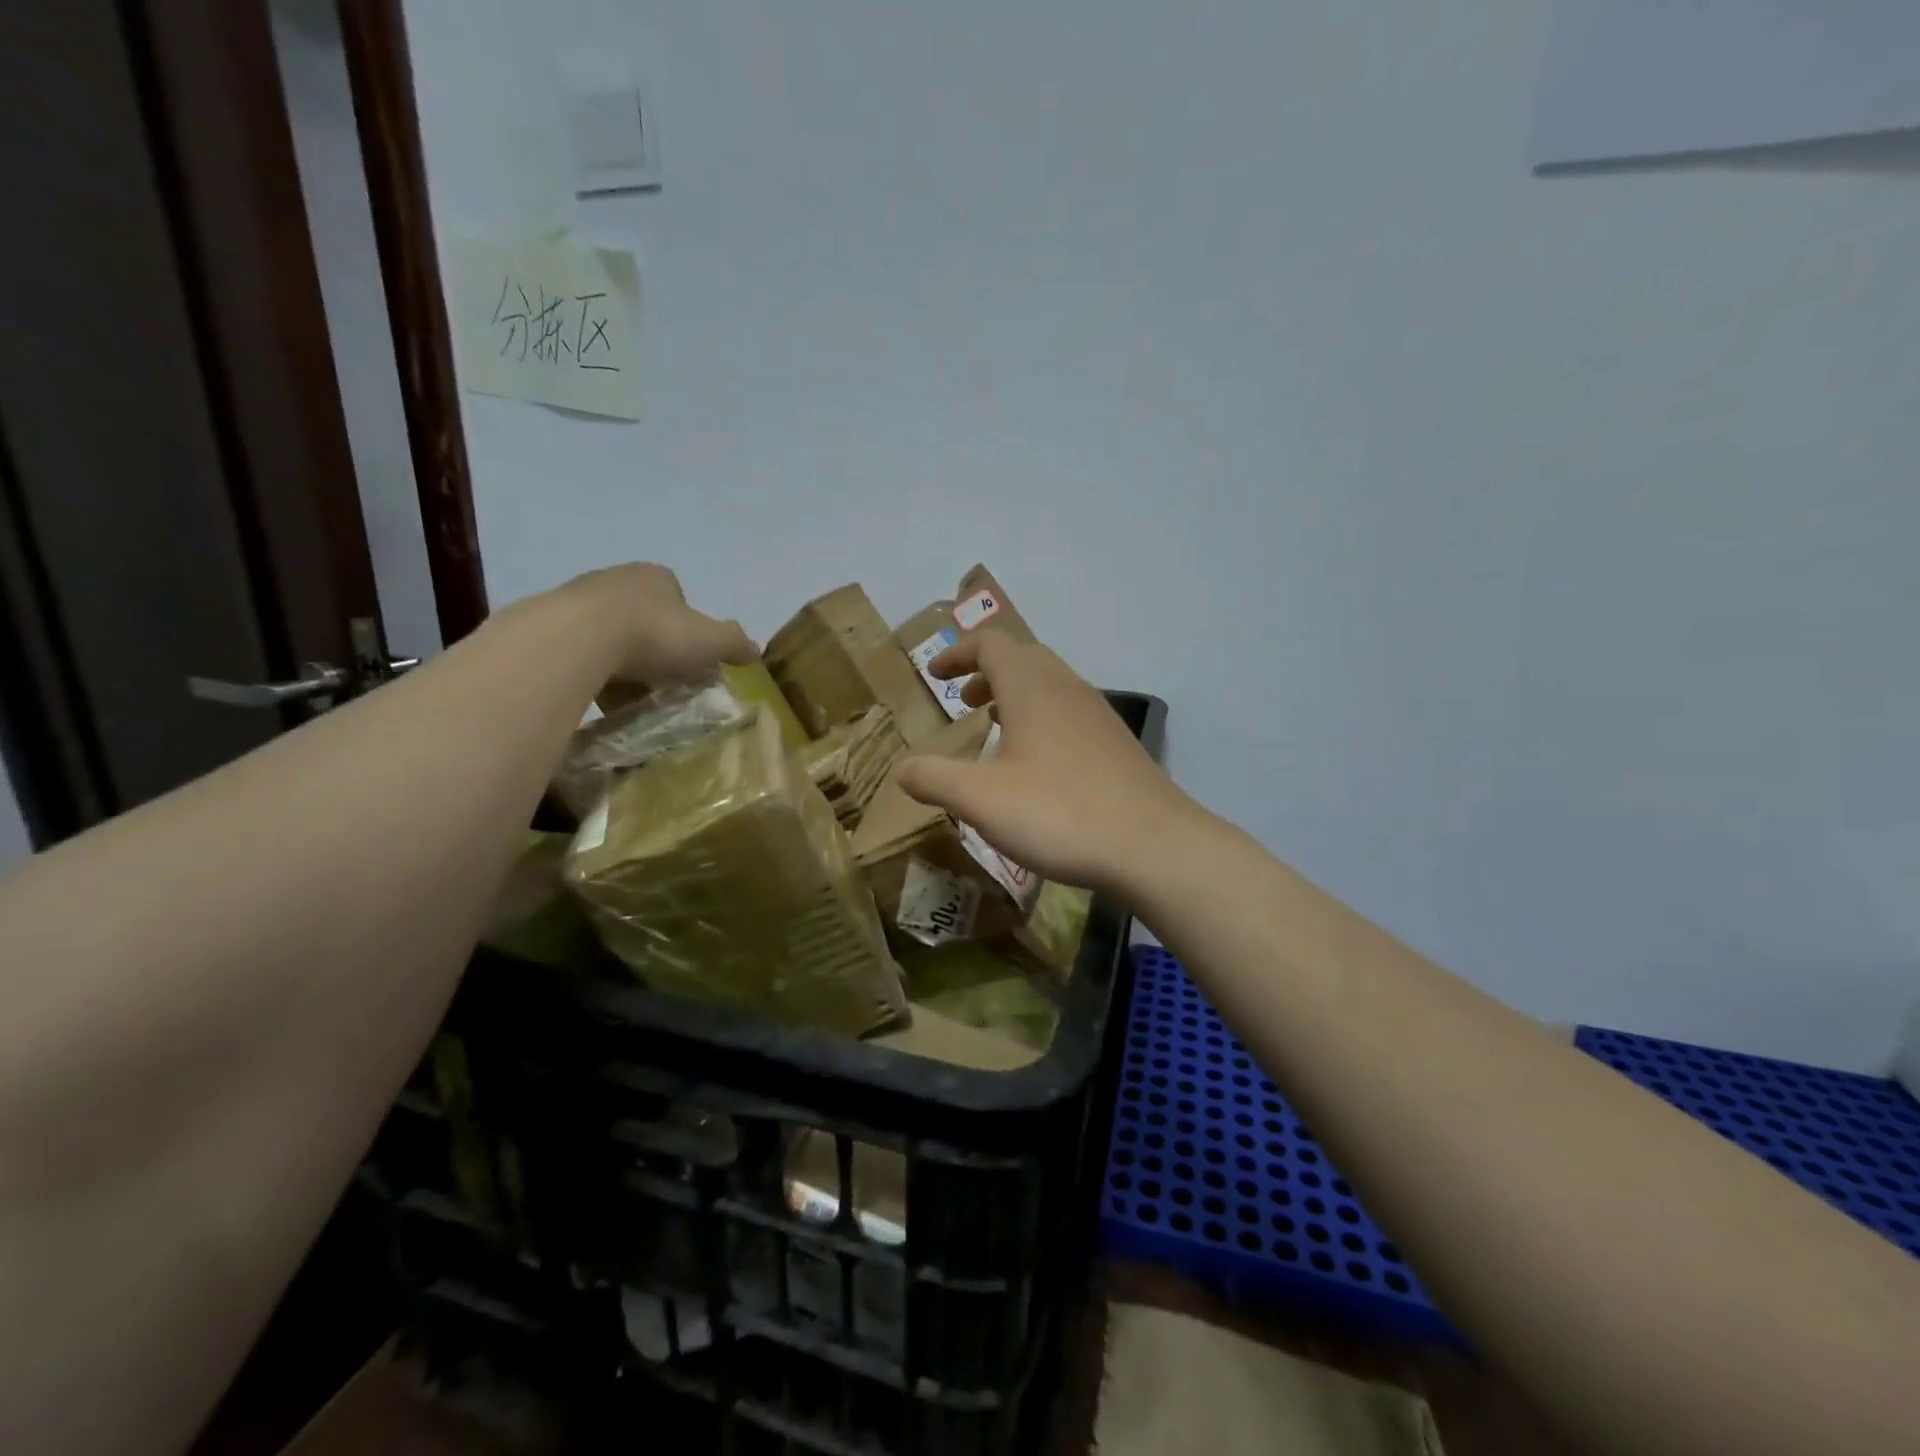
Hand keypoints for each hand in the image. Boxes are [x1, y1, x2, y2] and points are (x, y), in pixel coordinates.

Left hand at [560, 563, 757, 685]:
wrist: (579, 638)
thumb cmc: (654, 633)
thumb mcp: (710, 641)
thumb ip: (734, 643)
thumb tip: (755, 650)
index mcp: (656, 577)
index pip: (678, 597)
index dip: (687, 628)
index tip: (689, 658)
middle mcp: (617, 579)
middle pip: (643, 616)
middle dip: (653, 646)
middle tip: (660, 680)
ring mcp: (579, 599)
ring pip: (608, 633)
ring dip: (619, 660)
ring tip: (628, 695)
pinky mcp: (550, 623)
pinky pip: (579, 650)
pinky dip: (590, 670)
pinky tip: (597, 694)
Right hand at [895, 631, 1198, 894]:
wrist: (1153, 845)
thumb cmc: (1059, 812)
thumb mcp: (981, 799)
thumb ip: (934, 779)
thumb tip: (901, 769)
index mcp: (1031, 687)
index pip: (990, 644)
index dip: (957, 653)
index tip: (934, 674)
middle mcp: (1066, 687)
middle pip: (1023, 658)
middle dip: (987, 671)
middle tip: (964, 700)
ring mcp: (1097, 714)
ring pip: (1049, 685)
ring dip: (1015, 695)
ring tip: (994, 729)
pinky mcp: (1116, 743)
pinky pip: (1069, 711)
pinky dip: (1041, 718)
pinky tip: (1037, 764)